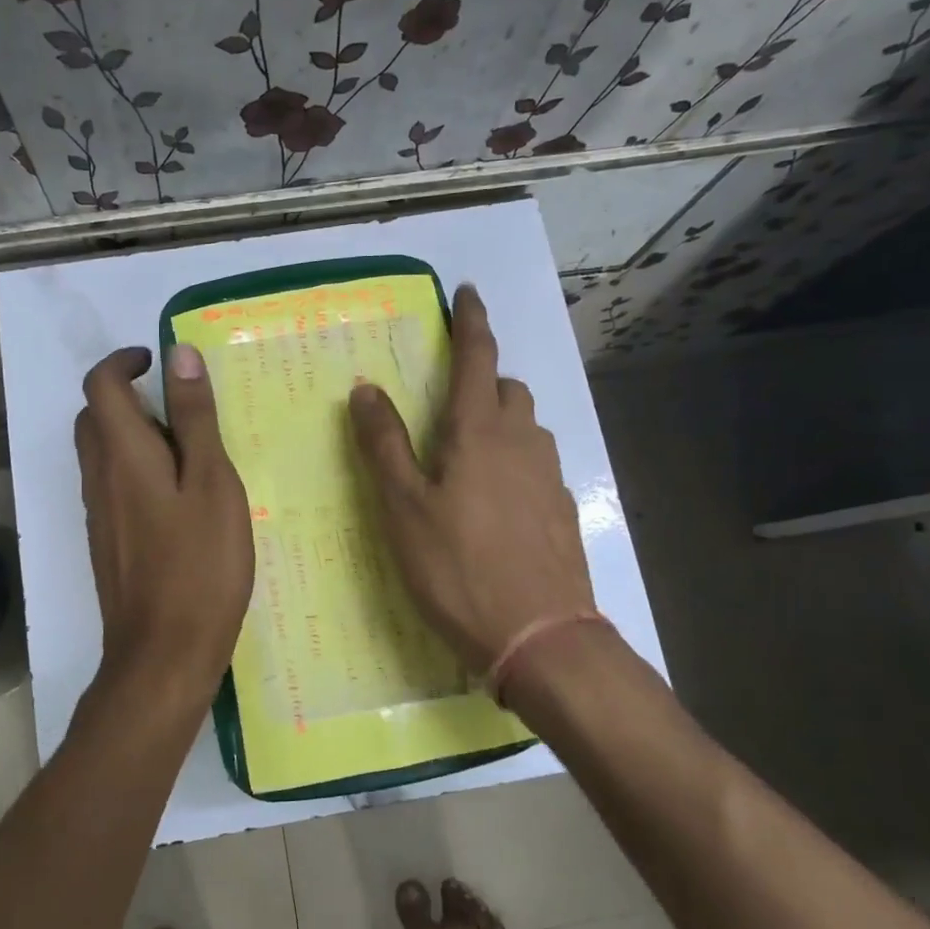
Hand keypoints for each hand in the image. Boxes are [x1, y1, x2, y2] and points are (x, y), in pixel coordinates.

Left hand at [76, 343, 252, 703]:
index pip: (100, 385)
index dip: (123, 361)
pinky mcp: (107, 543)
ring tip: (191, 455)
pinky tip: (180, 501)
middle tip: (182, 410)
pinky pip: (112, 487)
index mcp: (122, 455)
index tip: (157, 362)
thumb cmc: (199, 566)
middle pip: (94, 417)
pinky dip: (136, 472)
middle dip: (128, 397)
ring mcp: (98, 515)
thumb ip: (195, 419)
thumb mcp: (211, 483)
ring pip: (102, 454)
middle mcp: (98, 478)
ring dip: (135, 436)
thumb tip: (178, 354)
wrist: (162, 655)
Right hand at [349, 285, 596, 679]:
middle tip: (450, 404)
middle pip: (508, 390)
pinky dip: (516, 463)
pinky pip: (537, 466)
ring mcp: (549, 478)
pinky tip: (496, 504)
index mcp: (479, 432)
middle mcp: (522, 443)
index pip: (478, 358)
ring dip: (501, 423)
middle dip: (484, 381)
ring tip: (468, 457)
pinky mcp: (563, 511)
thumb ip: (384, 445)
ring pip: (527, 428)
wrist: (541, 636)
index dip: (472, 322)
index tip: (468, 292)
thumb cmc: (458, 568)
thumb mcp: (404, 508)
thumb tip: (366, 388)